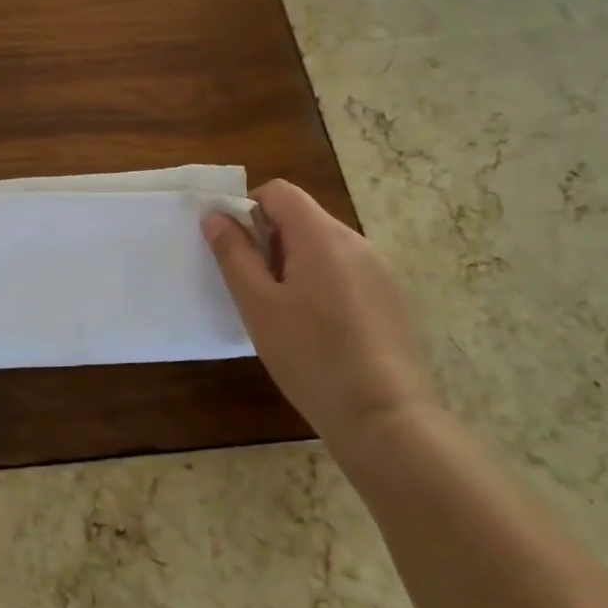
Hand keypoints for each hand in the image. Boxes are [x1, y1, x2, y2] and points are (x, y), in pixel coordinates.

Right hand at [202, 180, 431, 445]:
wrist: (384, 416)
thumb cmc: (310, 355)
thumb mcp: (257, 305)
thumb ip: (233, 254)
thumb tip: (215, 216)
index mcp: (321, 235)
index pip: (279, 191)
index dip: (248, 208)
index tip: (235, 249)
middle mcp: (356, 241)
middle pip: (302, 217)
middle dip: (270, 241)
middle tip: (254, 288)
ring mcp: (380, 270)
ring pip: (324, 247)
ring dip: (296, 264)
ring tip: (284, 314)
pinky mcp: (392, 298)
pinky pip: (347, 272)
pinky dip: (323, 284)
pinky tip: (319, 331)